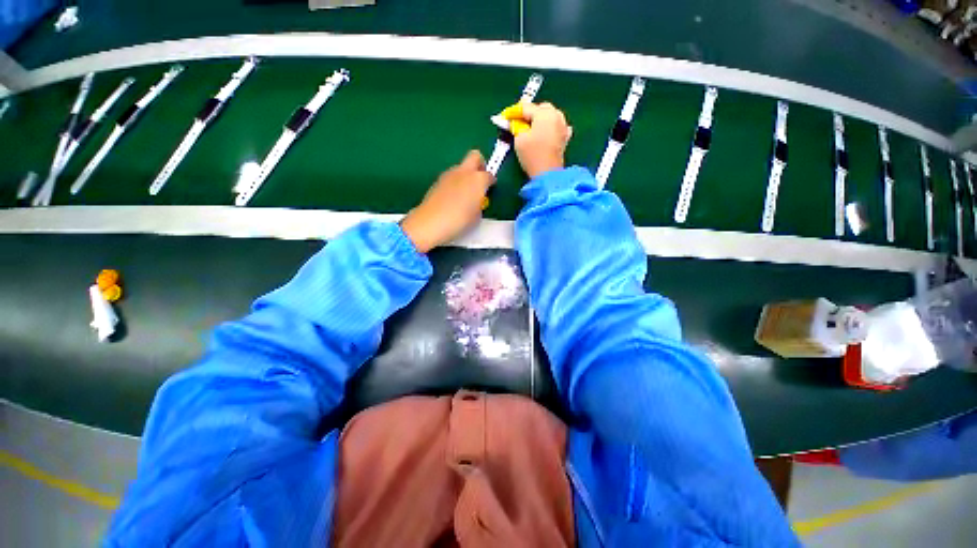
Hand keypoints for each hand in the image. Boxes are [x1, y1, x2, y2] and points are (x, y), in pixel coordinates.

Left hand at [400, 151, 494, 252]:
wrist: (431, 223)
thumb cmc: (459, 221)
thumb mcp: (477, 215)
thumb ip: (480, 202)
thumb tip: (477, 199)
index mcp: (478, 179)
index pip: (489, 175)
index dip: (491, 182)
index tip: (490, 189)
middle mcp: (464, 172)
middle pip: (475, 156)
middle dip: (480, 165)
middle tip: (480, 180)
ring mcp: (449, 174)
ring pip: (461, 167)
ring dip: (465, 175)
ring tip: (465, 194)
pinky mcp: (438, 181)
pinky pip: (451, 177)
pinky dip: (455, 183)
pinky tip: (452, 199)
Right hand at [513, 102, 571, 178]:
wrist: (547, 174)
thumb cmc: (532, 155)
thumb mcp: (519, 139)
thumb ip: (516, 126)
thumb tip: (515, 122)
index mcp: (545, 113)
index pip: (526, 107)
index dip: (513, 112)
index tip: (504, 117)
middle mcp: (556, 116)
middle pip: (541, 108)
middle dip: (529, 113)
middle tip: (518, 122)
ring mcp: (563, 127)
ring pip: (550, 116)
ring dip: (540, 120)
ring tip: (530, 128)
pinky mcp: (565, 138)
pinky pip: (556, 127)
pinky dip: (549, 128)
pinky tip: (544, 133)